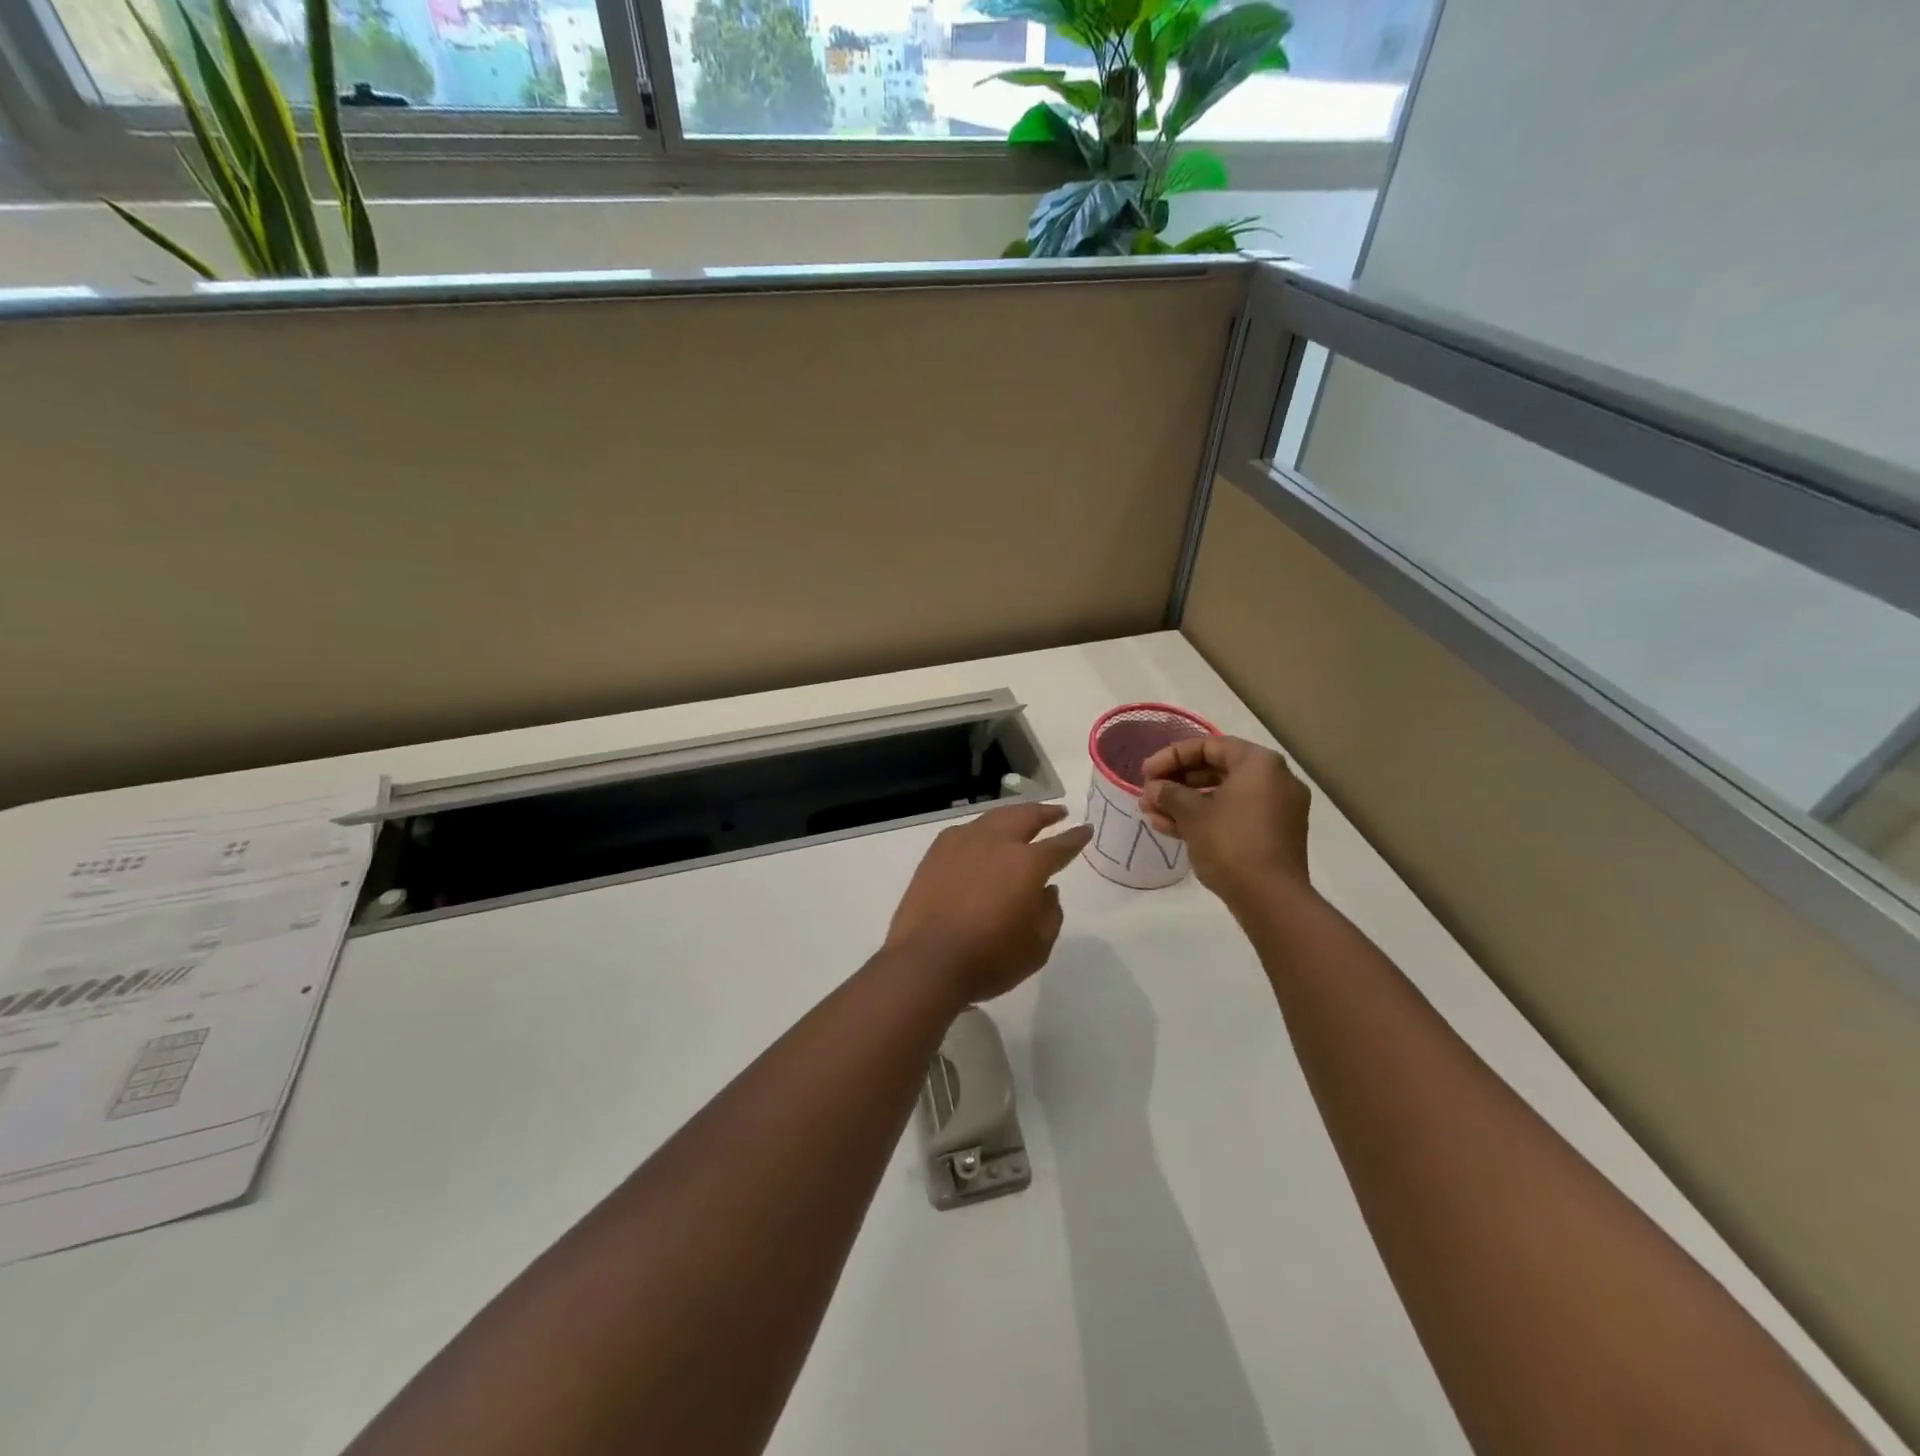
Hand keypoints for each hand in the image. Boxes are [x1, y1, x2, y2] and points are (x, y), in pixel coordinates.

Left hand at [883, 803, 1092, 1004]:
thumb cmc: (989, 959)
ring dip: (1013, 816)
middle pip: (1025, 817)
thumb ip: (1050, 914)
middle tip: (1057, 812)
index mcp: (1027, 863)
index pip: (1060, 845)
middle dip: (1044, 813)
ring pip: (994, 818)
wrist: (926, 962)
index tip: (1085, 829)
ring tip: (1022, 819)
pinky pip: (966, 831)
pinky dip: (982, 830)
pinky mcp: (936, 853)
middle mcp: (996, 843)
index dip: (1075, 837)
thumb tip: (1048, 891)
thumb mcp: (1037, 947)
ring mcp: (962, 843)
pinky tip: (982, 838)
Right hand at [1139, 736, 1310, 908]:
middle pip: (1216, 769)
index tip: (1146, 773)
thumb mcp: (1192, 814)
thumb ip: (1169, 793)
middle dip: (1177, 782)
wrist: (1271, 899)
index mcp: (1259, 763)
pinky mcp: (1272, 834)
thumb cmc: (1231, 843)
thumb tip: (1154, 788)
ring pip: (1222, 796)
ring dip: (1185, 803)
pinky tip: (1170, 829)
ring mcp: (1276, 809)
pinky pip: (1234, 815)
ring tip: (1151, 814)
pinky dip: (1205, 818)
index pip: (1209, 746)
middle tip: (1148, 794)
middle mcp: (1274, 779)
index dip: (1171, 756)